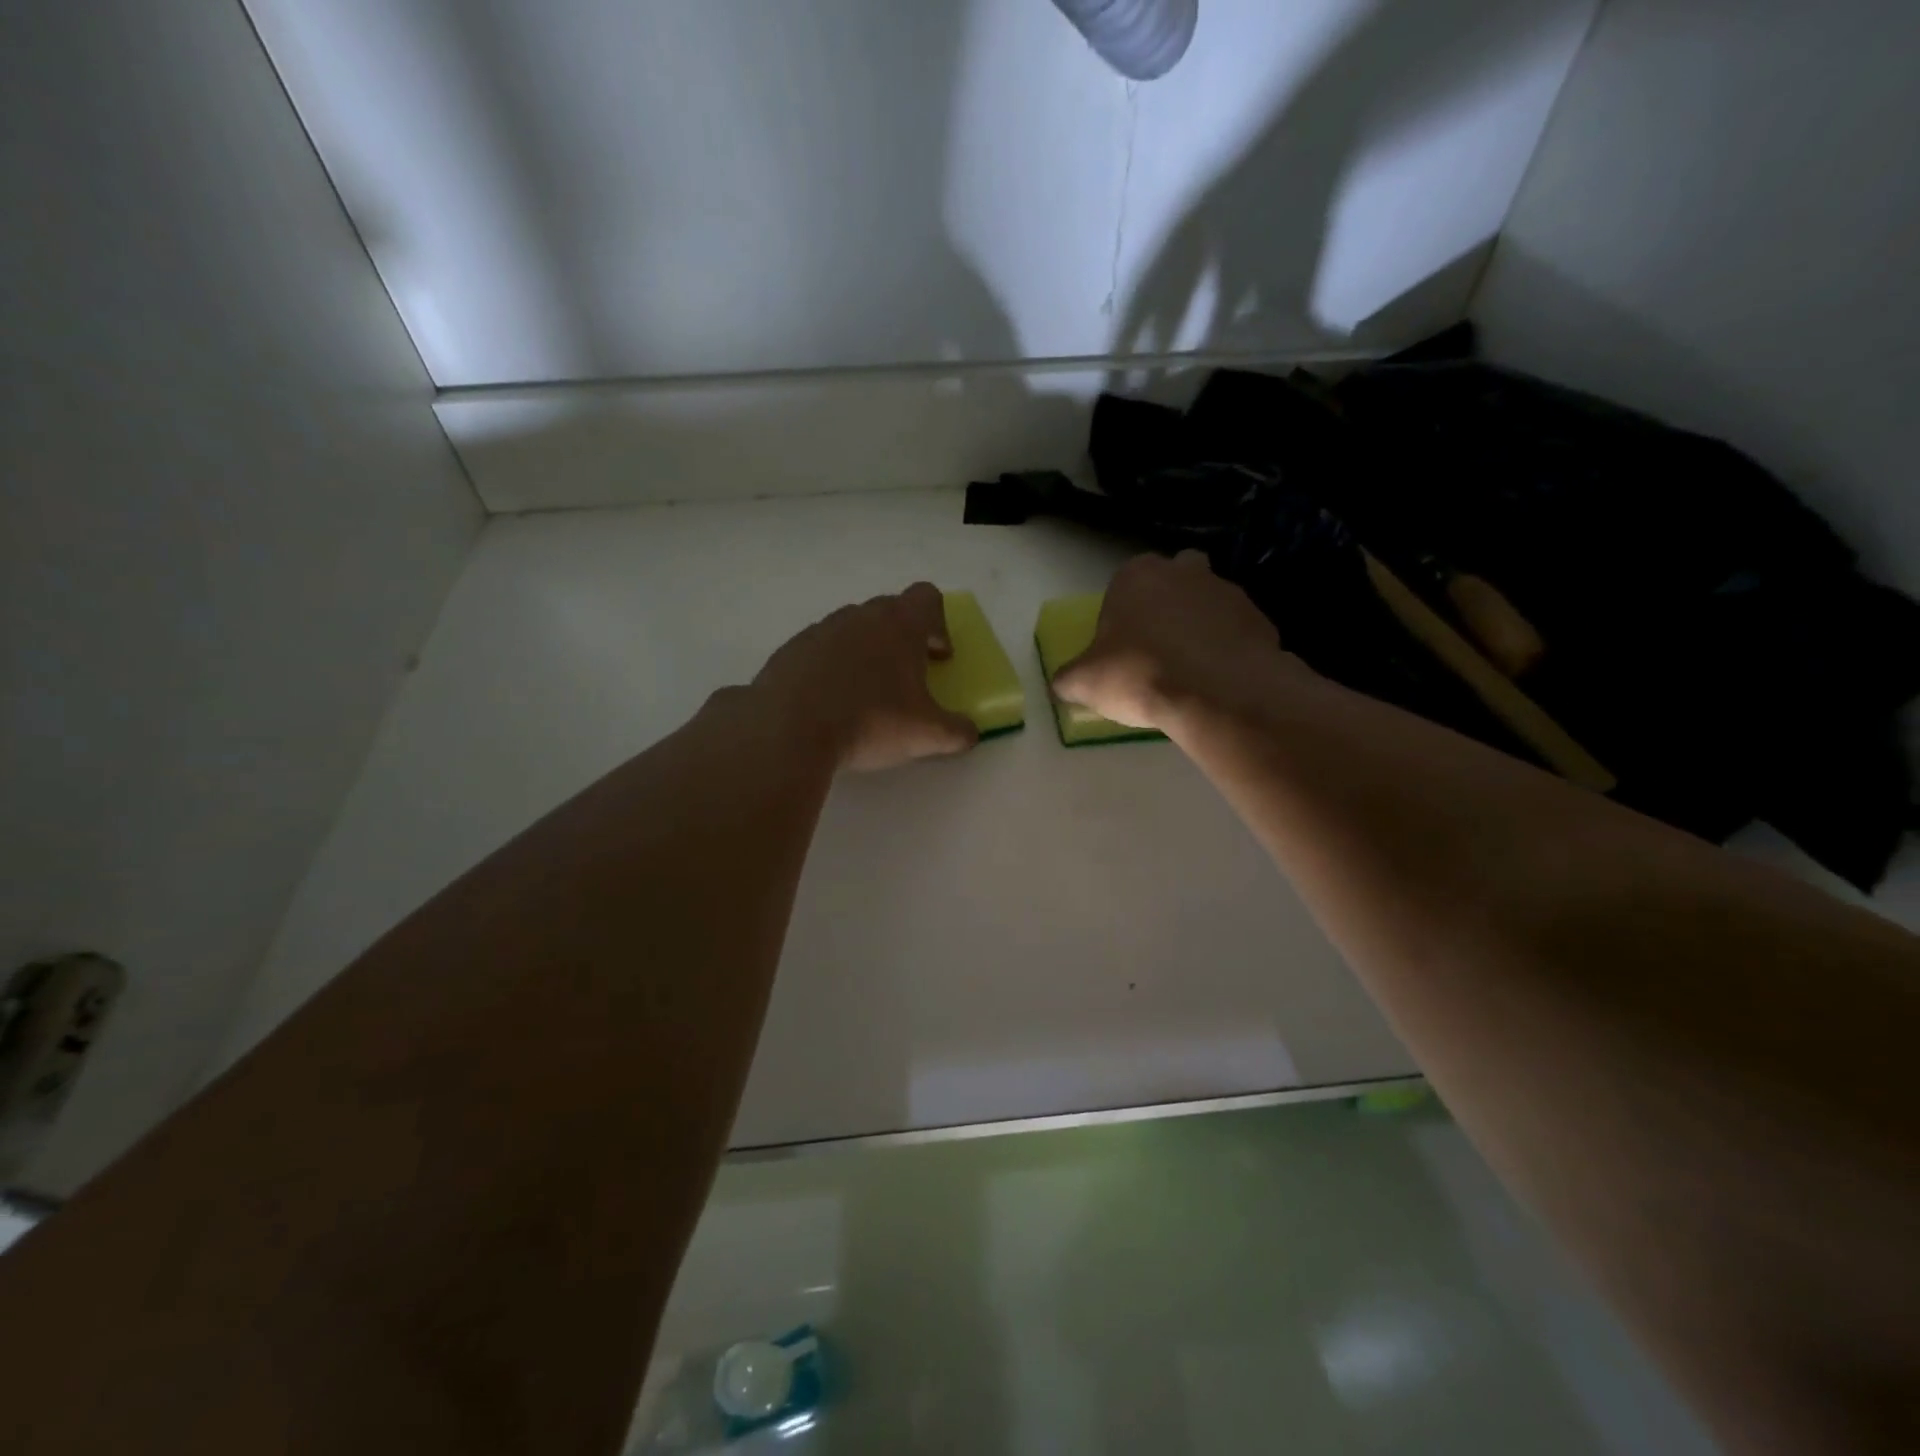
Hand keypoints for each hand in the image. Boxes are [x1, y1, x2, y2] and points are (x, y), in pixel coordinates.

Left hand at [752, 581, 978, 771]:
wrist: (789, 729)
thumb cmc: (870, 721)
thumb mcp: (927, 734)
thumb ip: (958, 731)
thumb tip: (970, 733)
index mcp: (899, 624)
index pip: (928, 598)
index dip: (940, 624)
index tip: (938, 658)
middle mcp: (859, 616)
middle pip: (889, 611)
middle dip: (903, 639)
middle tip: (907, 678)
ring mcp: (820, 630)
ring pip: (853, 629)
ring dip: (866, 652)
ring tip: (865, 694)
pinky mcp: (790, 651)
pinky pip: (821, 651)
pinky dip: (831, 669)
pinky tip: (829, 704)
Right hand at [1053, 551, 1289, 732]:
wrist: (1217, 693)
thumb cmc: (1139, 674)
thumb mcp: (1084, 683)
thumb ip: (1068, 678)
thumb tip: (1063, 684)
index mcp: (1136, 575)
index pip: (1123, 583)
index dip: (1121, 614)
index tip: (1121, 646)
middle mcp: (1183, 571)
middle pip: (1172, 581)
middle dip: (1167, 606)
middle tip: (1157, 649)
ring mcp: (1227, 591)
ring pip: (1208, 604)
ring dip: (1200, 627)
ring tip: (1190, 671)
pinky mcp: (1259, 619)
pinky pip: (1236, 632)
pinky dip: (1228, 649)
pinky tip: (1218, 680)